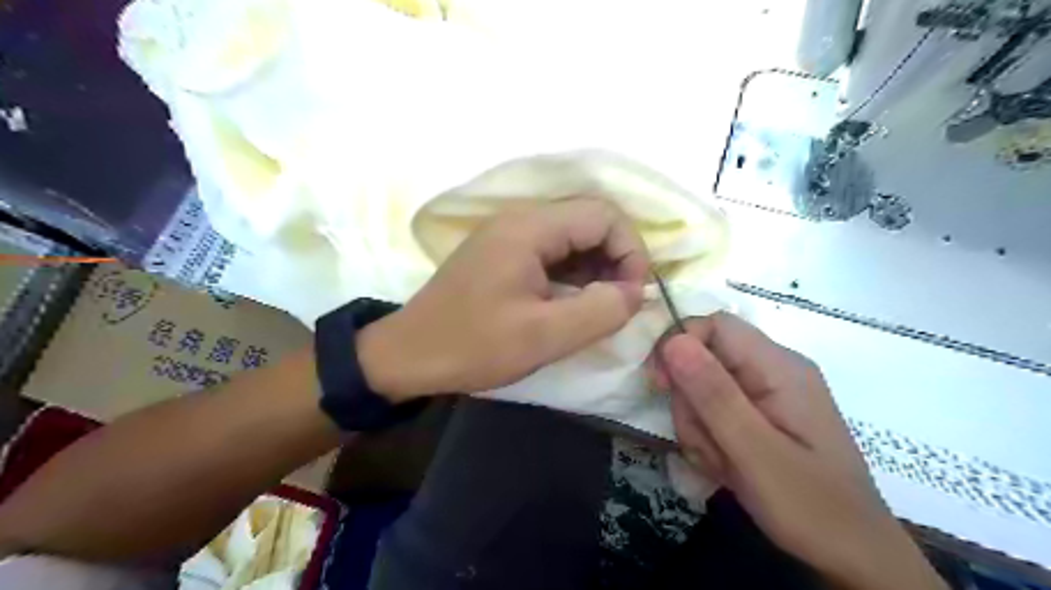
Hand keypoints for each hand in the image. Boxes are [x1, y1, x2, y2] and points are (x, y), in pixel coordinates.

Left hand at [361, 198, 648, 401]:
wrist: (408, 356)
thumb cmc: (473, 345)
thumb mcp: (543, 336)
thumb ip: (599, 312)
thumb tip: (634, 293)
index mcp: (529, 228)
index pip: (604, 215)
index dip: (631, 251)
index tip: (632, 295)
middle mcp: (519, 220)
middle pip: (589, 222)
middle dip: (615, 260)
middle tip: (619, 305)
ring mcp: (508, 236)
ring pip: (572, 239)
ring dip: (596, 270)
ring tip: (599, 309)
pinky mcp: (502, 255)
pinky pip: (552, 254)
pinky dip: (573, 276)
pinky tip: (573, 304)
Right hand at [645, 311, 950, 588]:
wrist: (853, 555)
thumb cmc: (811, 506)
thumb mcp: (755, 452)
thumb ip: (714, 395)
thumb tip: (673, 342)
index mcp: (780, 367)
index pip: (715, 325)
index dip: (680, 345)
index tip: (660, 385)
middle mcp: (773, 370)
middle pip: (704, 359)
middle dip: (690, 402)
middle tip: (705, 446)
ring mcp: (767, 392)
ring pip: (702, 388)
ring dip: (698, 426)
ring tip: (720, 463)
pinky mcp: (760, 414)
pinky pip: (715, 410)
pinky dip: (708, 437)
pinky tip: (725, 466)